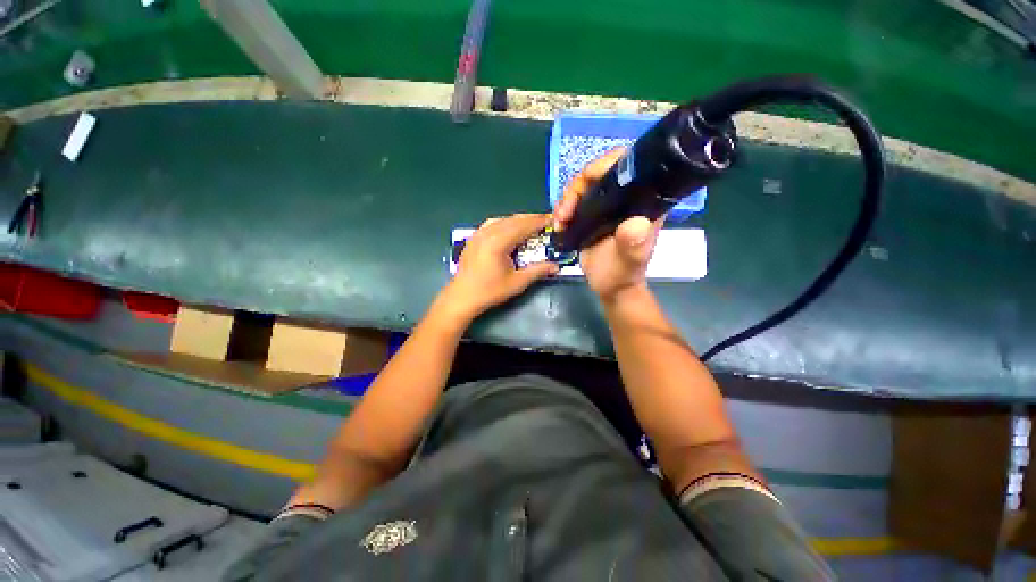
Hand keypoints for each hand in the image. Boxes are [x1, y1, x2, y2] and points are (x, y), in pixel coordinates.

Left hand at [436, 213, 559, 322]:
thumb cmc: (490, 291)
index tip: (551, 220)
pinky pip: (492, 224)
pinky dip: (505, 223)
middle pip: (513, 220)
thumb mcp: (517, 282)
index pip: (523, 226)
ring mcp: (478, 234)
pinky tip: (509, 229)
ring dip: (518, 220)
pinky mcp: (474, 238)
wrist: (462, 297)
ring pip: (502, 219)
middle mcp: (488, 233)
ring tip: (530, 225)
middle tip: (545, 222)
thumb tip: (555, 266)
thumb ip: (537, 271)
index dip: (539, 222)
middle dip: (530, 219)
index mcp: (499, 242)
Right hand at [553, 148, 662, 302]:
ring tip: (560, 221)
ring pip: (583, 187)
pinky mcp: (590, 216)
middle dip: (578, 187)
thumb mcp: (630, 261)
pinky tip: (558, 223)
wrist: (609, 287)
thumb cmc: (623, 274)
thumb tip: (636, 223)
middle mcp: (623, 198)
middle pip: (598, 173)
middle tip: (566, 211)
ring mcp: (605, 206)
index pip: (628, 165)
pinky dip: (563, 209)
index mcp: (640, 201)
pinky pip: (574, 202)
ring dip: (567, 200)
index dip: (607, 163)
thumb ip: (634, 244)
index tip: (588, 179)